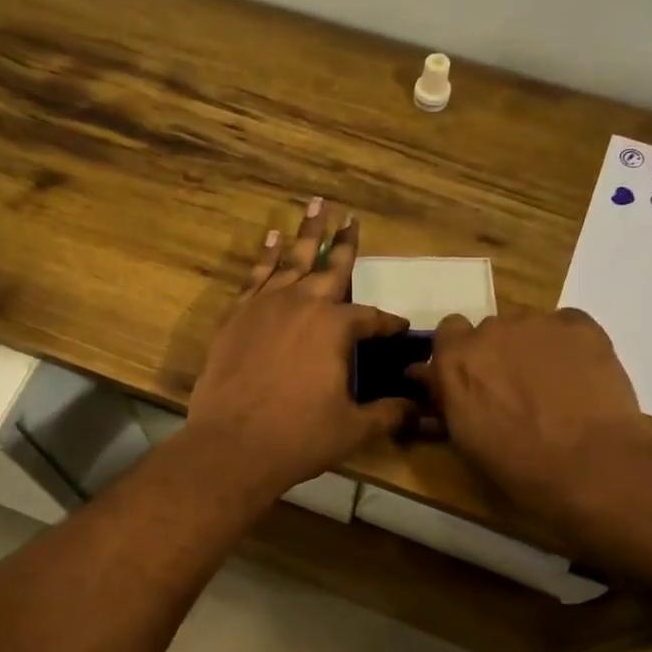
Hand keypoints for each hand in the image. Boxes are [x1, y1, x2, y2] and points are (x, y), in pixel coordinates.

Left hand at [187, 200, 417, 495]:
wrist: (232, 445)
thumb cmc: (298, 437)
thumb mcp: (352, 428)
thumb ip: (388, 413)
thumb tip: (419, 410)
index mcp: (335, 328)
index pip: (370, 318)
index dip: (387, 324)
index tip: (399, 328)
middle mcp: (302, 304)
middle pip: (330, 267)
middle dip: (345, 243)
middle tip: (352, 216)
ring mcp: (265, 306)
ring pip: (291, 260)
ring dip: (306, 234)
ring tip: (316, 206)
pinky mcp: (236, 316)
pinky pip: (255, 276)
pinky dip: (265, 255)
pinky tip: (271, 239)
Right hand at [415, 309, 642, 529]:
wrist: (592, 465)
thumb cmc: (520, 467)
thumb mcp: (465, 440)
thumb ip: (449, 401)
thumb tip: (438, 383)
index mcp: (456, 360)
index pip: (448, 333)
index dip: (461, 354)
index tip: (473, 378)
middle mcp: (490, 330)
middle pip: (490, 331)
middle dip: (499, 354)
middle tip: (517, 390)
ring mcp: (537, 323)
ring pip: (528, 328)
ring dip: (533, 349)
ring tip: (555, 387)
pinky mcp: (580, 324)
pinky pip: (566, 326)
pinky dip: (568, 345)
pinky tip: (581, 377)